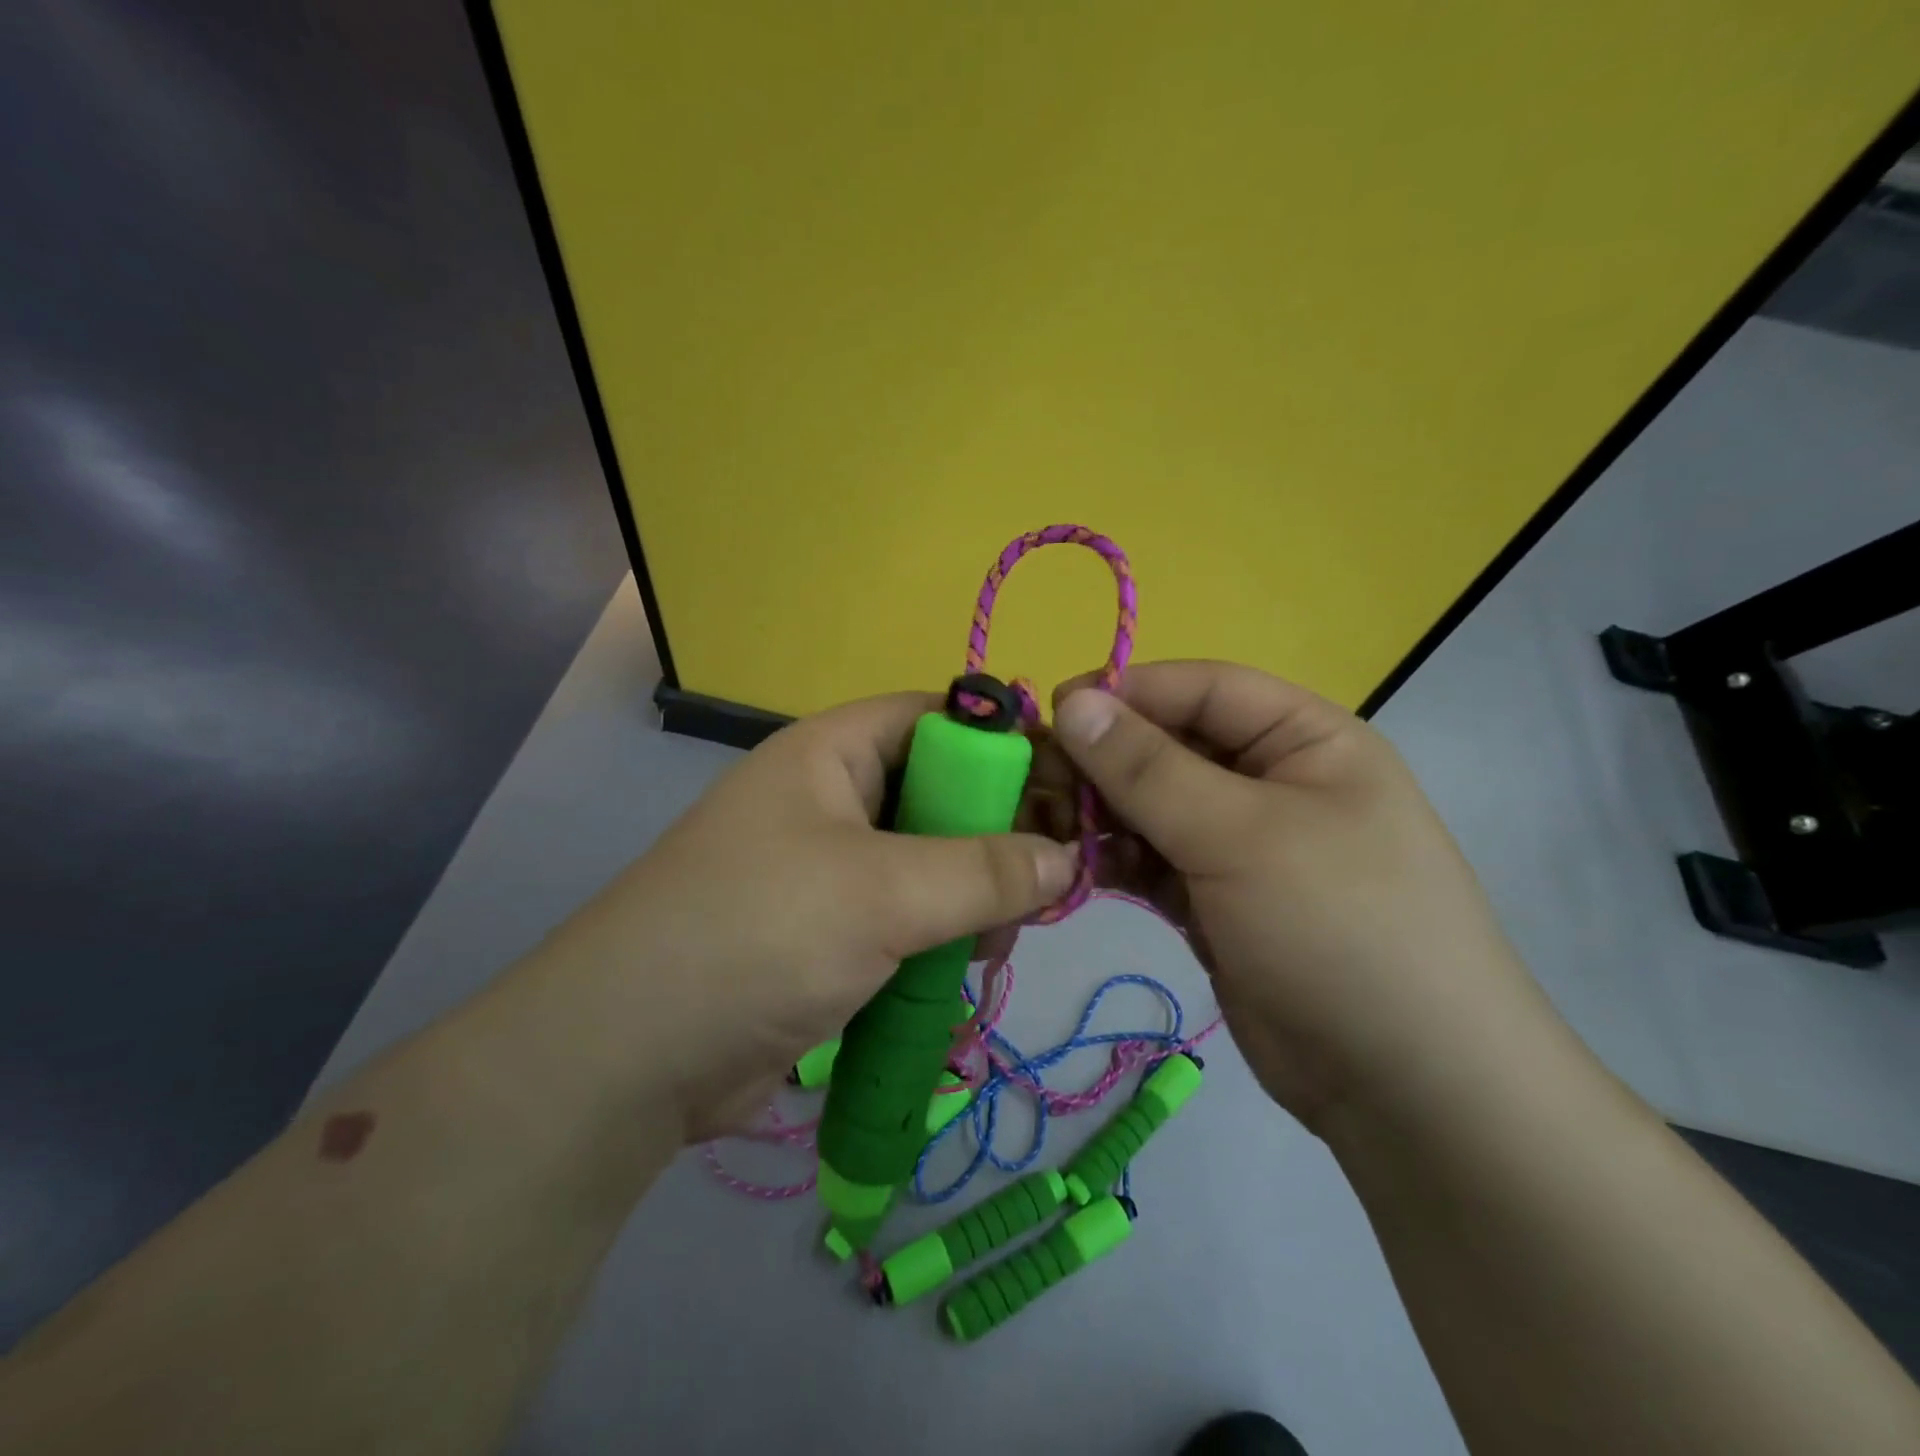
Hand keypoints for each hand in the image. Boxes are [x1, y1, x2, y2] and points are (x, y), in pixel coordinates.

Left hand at [529, 693, 1075, 1142]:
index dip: (1005, 743)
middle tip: (1044, 885)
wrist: (633, 1057)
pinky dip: (941, 942)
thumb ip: (984, 870)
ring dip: (973, 901)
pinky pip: (910, 919)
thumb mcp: (883, 892)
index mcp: (832, 754)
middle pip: (943, 794)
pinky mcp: (831, 934)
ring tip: (993, 944)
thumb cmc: (760, 935)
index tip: (1070, 790)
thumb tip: (1066, 858)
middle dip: (997, 837)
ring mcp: (830, 870)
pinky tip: (962, 975)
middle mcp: (832, 800)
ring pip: (934, 865)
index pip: (937, 718)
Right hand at [1046, 661, 1545, 1129]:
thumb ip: (1148, 768)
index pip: (1203, 689)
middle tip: (1038, 781)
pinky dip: (1115, 860)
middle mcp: (1272, 782)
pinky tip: (1076, 870)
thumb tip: (1073, 703)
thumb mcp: (1240, 835)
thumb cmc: (1337, 929)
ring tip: (1048, 830)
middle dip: (1104, 760)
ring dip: (1101, 813)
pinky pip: (1153, 860)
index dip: (1128, 692)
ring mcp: (1242, 845)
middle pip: (1170, 747)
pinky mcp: (1215, 899)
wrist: (1407, 1089)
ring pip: (1153, 806)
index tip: (1054, 713)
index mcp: (1305, 740)